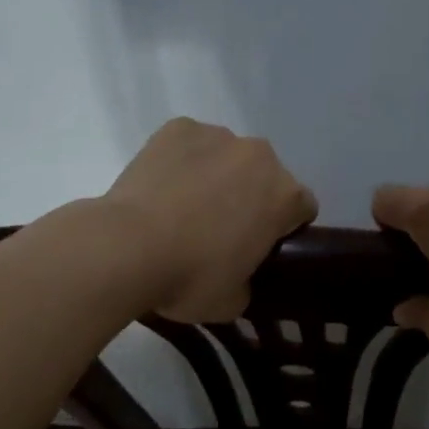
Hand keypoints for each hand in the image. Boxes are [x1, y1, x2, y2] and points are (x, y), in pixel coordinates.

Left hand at [105, 119, 316, 321]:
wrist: (127, 247)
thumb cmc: (189, 278)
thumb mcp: (232, 301)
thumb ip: (248, 281)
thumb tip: (238, 277)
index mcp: (284, 195)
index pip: (301, 207)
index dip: (283, 227)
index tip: (260, 246)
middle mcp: (259, 155)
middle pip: (265, 175)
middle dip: (250, 196)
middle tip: (219, 229)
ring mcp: (217, 136)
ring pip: (226, 156)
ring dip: (216, 175)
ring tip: (182, 207)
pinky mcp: (177, 128)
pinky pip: (189, 144)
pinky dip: (181, 160)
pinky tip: (161, 186)